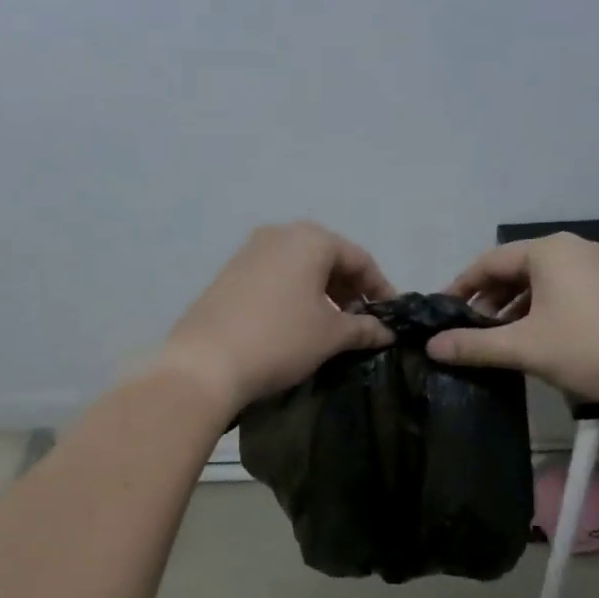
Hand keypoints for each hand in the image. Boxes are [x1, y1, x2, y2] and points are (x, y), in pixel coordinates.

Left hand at [157, 222, 395, 410]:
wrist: (205, 362)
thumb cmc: (280, 340)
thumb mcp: (330, 336)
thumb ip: (364, 329)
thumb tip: (386, 332)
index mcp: (310, 239)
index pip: (359, 259)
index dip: (381, 288)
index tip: (392, 316)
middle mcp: (279, 234)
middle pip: (328, 258)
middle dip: (349, 289)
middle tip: (362, 321)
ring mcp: (249, 252)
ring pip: (299, 268)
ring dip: (322, 293)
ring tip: (332, 326)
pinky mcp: (229, 274)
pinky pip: (275, 278)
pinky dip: (294, 296)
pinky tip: (297, 325)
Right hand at [426, 233, 598, 409]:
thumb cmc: (591, 348)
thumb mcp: (525, 348)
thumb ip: (474, 345)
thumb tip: (432, 346)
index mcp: (548, 252)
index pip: (489, 261)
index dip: (460, 286)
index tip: (441, 312)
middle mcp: (574, 249)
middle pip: (515, 269)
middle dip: (487, 299)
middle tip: (467, 330)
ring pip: (541, 283)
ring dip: (513, 308)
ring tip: (498, 340)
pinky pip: (564, 292)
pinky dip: (540, 311)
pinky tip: (537, 340)